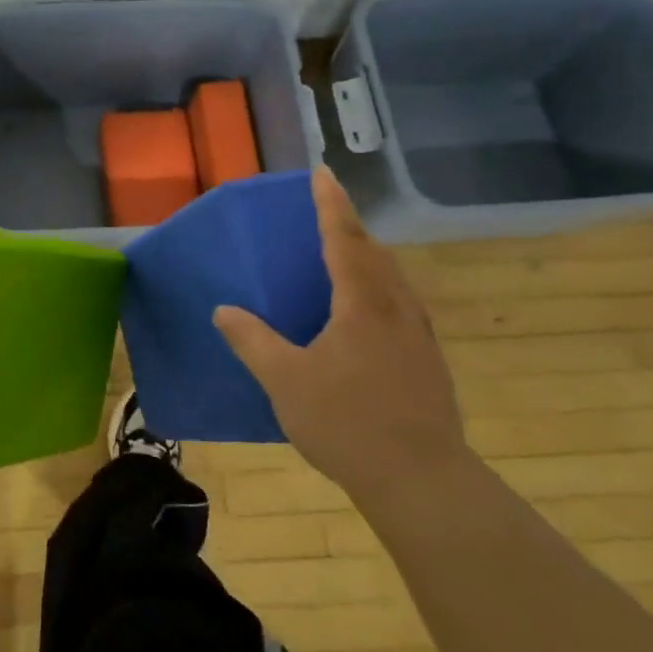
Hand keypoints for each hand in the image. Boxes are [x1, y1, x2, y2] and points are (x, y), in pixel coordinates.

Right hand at [213, 167, 466, 503]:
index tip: (322, 173)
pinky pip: (400, 306)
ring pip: (393, 280)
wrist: (421, 479)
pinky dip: (378, 290)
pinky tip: (363, 316)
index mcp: (362, 303)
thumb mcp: (285, 380)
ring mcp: (419, 335)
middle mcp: (397, 308)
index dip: (330, 204)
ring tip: (343, 259)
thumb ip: (252, 341)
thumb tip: (224, 310)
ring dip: (367, 259)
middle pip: (375, 254)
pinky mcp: (428, 361)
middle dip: (349, 228)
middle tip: (325, 215)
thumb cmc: (347, 422)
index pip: (344, 238)